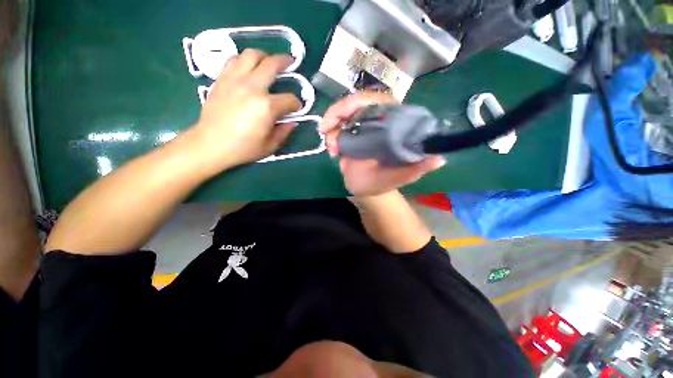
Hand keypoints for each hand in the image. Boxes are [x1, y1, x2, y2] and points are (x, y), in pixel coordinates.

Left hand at [187, 49, 301, 173]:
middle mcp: (252, 88)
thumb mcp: (270, 146)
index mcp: (266, 107)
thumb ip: (284, 132)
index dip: (297, 104)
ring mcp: (235, 80)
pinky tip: (247, 68)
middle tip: (290, 62)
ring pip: (251, 55)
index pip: (289, 99)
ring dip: (263, 56)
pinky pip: (233, 60)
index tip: (297, 108)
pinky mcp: (222, 79)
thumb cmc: (243, 148)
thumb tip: (293, 122)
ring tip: (268, 62)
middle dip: (285, 62)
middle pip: (272, 64)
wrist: (210, 144)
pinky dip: (244, 60)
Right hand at [319, 92, 445, 196]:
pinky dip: (329, 135)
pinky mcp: (348, 134)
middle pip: (356, 102)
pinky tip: (331, 151)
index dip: (361, 102)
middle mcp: (377, 121)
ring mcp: (361, 126)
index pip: (380, 101)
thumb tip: (439, 159)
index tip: (346, 114)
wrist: (366, 189)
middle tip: (326, 128)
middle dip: (338, 112)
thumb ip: (416, 169)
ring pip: (342, 112)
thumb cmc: (383, 183)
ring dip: (331, 124)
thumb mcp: (399, 178)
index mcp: (393, 126)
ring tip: (331, 148)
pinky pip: (335, 126)